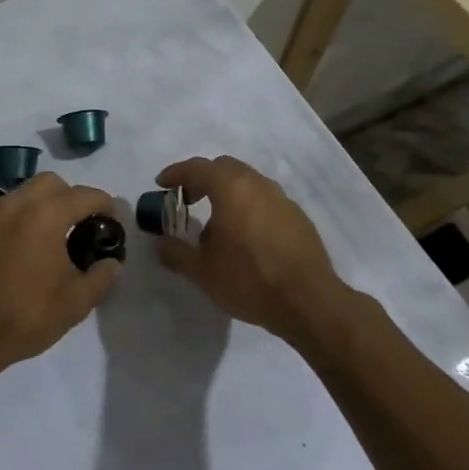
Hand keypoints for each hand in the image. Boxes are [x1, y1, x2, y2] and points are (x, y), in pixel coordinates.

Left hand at [0, 172, 121, 380]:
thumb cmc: (24, 318)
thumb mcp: (75, 304)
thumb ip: (101, 277)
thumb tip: (111, 262)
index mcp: (44, 216)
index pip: (84, 195)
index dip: (105, 204)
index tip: (112, 220)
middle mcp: (12, 205)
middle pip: (49, 183)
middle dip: (69, 197)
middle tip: (78, 227)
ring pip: (19, 197)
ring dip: (38, 210)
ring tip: (45, 242)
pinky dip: (10, 227)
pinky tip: (11, 257)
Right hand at [154, 156, 348, 346]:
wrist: (308, 301)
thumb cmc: (248, 279)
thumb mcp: (201, 271)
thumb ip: (175, 252)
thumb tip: (160, 242)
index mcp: (231, 188)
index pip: (197, 168)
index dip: (176, 174)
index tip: (161, 184)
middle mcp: (258, 184)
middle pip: (225, 168)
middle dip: (203, 179)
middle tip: (187, 199)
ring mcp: (282, 199)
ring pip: (248, 182)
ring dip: (228, 192)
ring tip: (216, 221)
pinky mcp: (298, 217)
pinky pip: (266, 201)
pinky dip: (249, 207)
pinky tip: (245, 236)